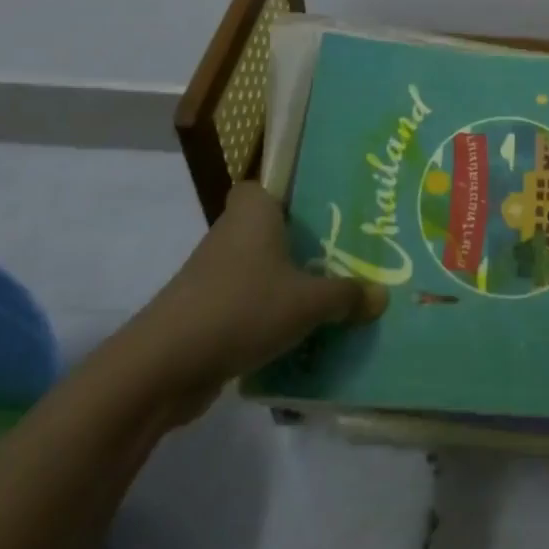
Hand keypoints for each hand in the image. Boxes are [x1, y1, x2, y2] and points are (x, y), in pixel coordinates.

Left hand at [114, 183, 387, 423]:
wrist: (166, 365)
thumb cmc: (243, 308)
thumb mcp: (309, 302)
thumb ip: (347, 295)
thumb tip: (382, 295)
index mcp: (254, 211)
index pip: (271, 183)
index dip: (296, 191)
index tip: (331, 206)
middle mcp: (233, 233)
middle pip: (274, 228)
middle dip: (306, 242)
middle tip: (350, 252)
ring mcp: (216, 274)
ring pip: (264, 268)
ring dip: (291, 283)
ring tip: (337, 294)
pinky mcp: (208, 311)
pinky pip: (251, 302)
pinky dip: (272, 314)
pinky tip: (305, 333)